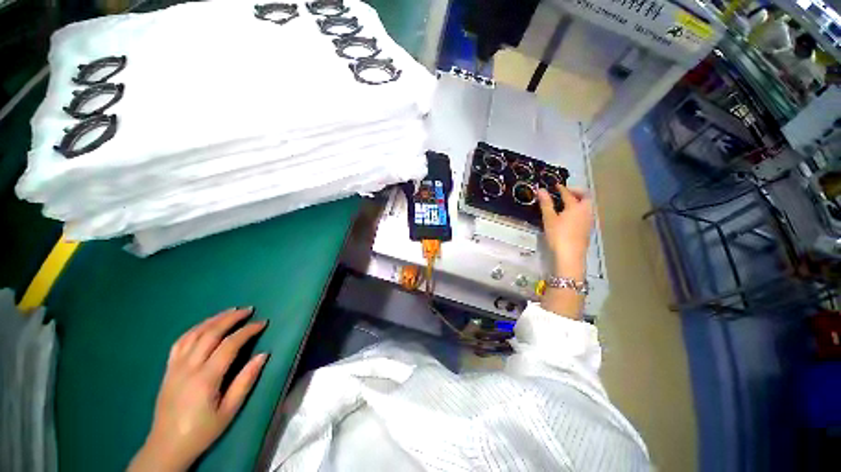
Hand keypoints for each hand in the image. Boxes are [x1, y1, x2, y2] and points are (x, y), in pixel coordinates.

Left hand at [129, 308, 268, 471]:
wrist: (167, 446)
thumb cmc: (202, 430)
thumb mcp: (229, 410)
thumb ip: (246, 381)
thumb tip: (263, 355)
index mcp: (205, 378)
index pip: (229, 345)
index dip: (247, 331)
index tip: (262, 323)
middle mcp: (189, 367)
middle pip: (211, 334)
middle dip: (231, 318)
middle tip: (249, 310)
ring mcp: (175, 367)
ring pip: (194, 334)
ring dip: (214, 319)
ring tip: (230, 311)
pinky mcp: (168, 369)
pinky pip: (180, 342)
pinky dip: (195, 329)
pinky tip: (205, 325)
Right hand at [537, 185, 593, 279]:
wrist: (570, 255)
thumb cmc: (559, 235)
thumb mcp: (549, 219)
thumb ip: (546, 204)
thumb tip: (541, 190)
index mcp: (577, 207)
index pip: (569, 194)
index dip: (561, 189)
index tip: (555, 185)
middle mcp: (586, 211)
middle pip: (585, 197)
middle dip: (576, 192)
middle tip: (564, 193)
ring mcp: (589, 221)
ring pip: (586, 206)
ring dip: (578, 202)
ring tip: (565, 204)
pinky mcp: (587, 229)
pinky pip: (585, 214)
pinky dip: (578, 210)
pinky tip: (569, 217)